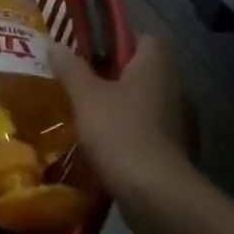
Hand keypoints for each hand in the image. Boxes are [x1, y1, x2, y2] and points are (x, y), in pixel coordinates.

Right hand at [50, 34, 195, 215]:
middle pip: (144, 73)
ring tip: (90, 118)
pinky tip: (106, 147)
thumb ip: (71, 69)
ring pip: (146, 105)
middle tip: (83, 86)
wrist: (155, 194)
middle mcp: (174, 88)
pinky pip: (150, 134)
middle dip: (116, 79)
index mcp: (155, 66)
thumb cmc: (120, 132)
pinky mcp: (176, 152)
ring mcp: (179, 123)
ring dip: (123, 109)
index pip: (146, 39)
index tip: (94, 54)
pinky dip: (131, 137)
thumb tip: (54, 43)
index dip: (120, 43)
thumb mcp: (86, 96)